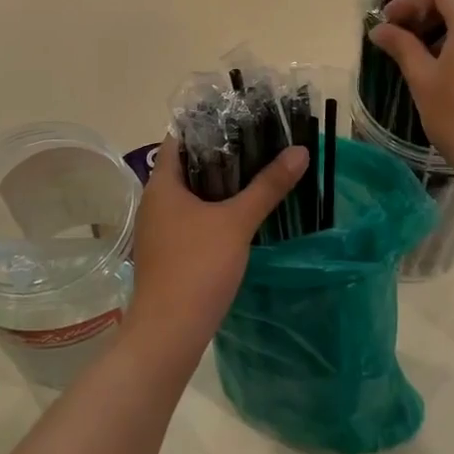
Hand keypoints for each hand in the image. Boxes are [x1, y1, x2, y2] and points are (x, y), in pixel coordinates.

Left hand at [125, 137, 306, 362]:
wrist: (168, 333)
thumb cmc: (197, 266)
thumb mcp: (237, 222)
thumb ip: (267, 186)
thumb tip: (300, 151)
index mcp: (161, 185)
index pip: (178, 139)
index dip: (205, 126)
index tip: (238, 120)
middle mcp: (154, 203)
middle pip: (186, 167)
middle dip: (219, 156)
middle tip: (257, 145)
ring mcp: (158, 231)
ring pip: (189, 196)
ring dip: (217, 187)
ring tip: (254, 176)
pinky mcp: (166, 254)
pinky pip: (189, 220)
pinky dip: (212, 212)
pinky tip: (239, 218)